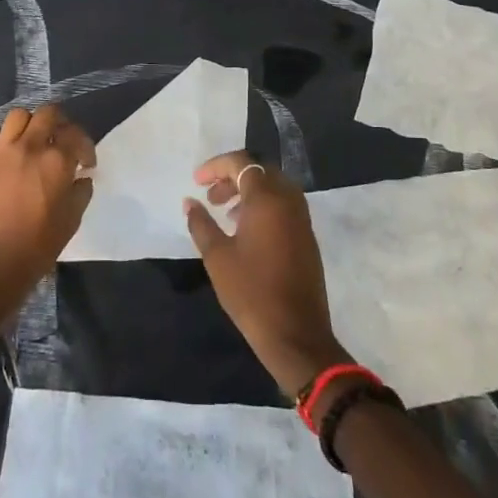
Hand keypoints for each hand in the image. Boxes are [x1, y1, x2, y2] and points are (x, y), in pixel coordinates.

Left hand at [0, 105, 94, 330]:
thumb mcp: (71, 222)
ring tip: (28, 142)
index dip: (85, 146)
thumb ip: (81, 193)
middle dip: (59, 125)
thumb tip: (81, 177)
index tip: (84, 162)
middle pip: (48, 114)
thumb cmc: (36, 249)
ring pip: (17, 115)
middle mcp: (29, 148)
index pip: (77, 135)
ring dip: (28, 124)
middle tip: (59, 142)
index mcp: (57, 162)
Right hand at [185, 151, 348, 395]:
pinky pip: (284, 205)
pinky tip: (245, 230)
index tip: (197, 181)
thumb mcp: (217, 257)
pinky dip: (263, 206)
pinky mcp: (307, 236)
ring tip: (224, 212)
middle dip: (232, 177)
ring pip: (274, 187)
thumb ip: (201, 223)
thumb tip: (190, 202)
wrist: (295, 334)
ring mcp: (302, 219)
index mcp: (268, 199)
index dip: (216, 166)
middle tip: (210, 195)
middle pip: (260, 171)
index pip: (242, 163)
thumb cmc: (251, 292)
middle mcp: (289, 201)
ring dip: (248, 191)